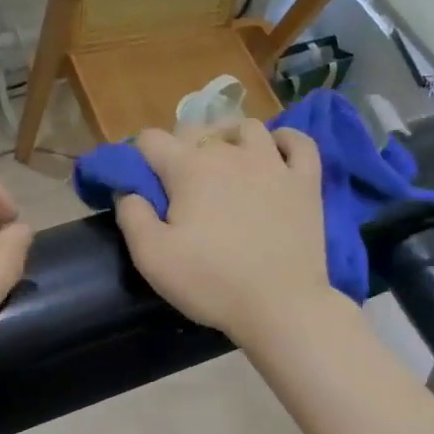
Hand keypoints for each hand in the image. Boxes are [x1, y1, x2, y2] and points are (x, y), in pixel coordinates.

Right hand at [114, 120, 341, 349]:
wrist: (280, 305)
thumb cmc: (212, 282)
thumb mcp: (152, 258)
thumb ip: (132, 217)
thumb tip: (127, 191)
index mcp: (189, 168)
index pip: (151, 139)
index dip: (141, 157)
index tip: (144, 184)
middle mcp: (230, 153)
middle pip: (198, 130)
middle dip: (182, 149)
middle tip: (182, 187)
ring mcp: (273, 164)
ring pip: (248, 128)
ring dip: (231, 138)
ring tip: (228, 163)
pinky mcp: (306, 181)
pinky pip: (299, 142)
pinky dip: (286, 141)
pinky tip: (277, 154)